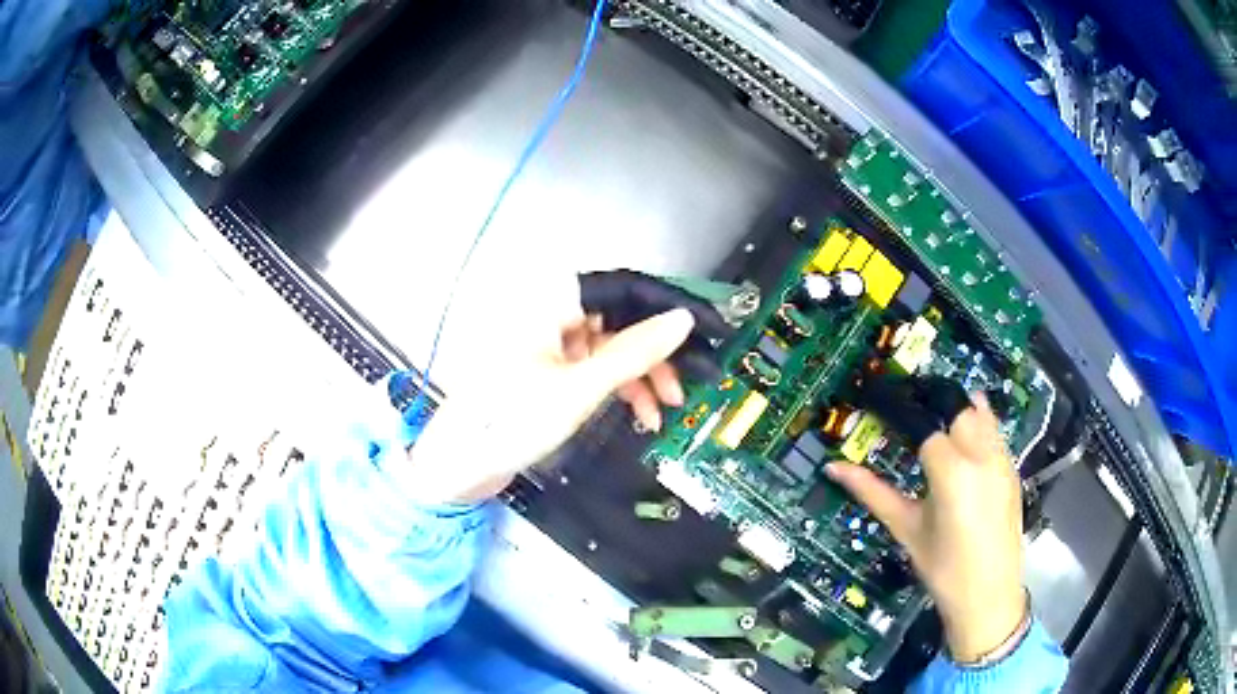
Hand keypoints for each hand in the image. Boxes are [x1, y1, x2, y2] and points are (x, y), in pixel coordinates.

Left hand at [401, 270, 731, 504]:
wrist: (460, 463)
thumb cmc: (510, 421)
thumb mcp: (580, 389)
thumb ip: (634, 352)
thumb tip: (683, 321)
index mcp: (553, 302)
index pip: (628, 290)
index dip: (672, 308)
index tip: (712, 330)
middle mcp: (553, 312)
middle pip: (623, 319)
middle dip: (660, 353)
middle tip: (692, 382)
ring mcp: (552, 341)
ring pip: (614, 346)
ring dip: (644, 375)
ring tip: (666, 408)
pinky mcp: (551, 368)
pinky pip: (597, 366)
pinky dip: (621, 387)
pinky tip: (641, 413)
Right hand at [826, 377, 1026, 662]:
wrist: (988, 596)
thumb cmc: (942, 568)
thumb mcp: (906, 528)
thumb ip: (872, 492)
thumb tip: (834, 468)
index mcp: (951, 470)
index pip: (924, 424)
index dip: (900, 413)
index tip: (881, 406)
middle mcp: (981, 455)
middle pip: (957, 407)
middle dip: (933, 405)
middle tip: (909, 414)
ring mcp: (1002, 460)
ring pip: (982, 414)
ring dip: (958, 411)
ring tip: (936, 421)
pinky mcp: (1013, 470)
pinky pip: (996, 433)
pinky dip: (980, 426)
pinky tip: (964, 442)